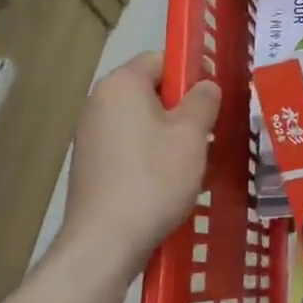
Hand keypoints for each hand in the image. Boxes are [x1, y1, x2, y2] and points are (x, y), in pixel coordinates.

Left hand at [58, 52, 220, 270]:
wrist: (104, 243)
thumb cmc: (154, 178)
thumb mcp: (191, 135)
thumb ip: (203, 101)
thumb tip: (205, 86)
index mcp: (121, 84)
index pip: (161, 59)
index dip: (191, 73)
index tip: (213, 99)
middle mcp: (99, 102)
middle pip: (150, 90)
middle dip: (181, 107)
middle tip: (208, 132)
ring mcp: (90, 135)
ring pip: (141, 120)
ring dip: (168, 134)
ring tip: (192, 161)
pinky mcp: (90, 165)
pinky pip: (128, 145)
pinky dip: (149, 155)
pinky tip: (167, 182)